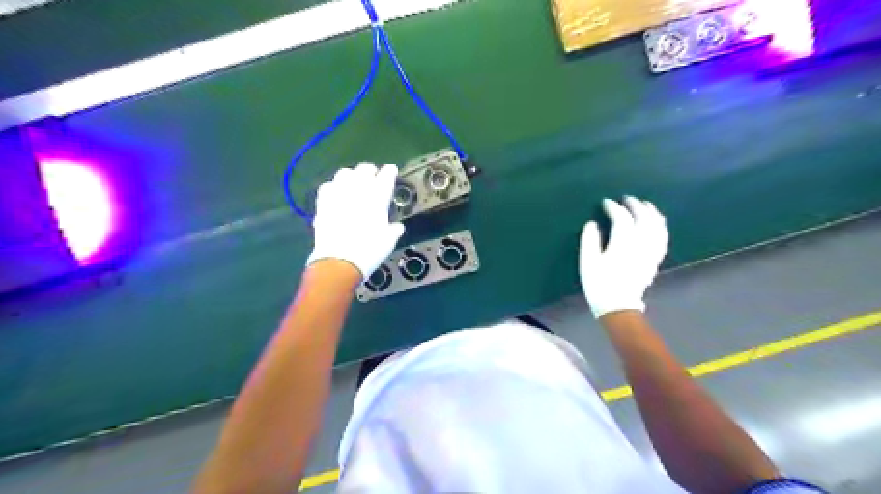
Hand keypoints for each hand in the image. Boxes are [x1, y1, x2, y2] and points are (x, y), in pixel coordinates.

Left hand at [307, 161, 405, 278]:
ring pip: (344, 173)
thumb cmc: (369, 251)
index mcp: (378, 198)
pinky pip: (328, 186)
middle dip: (370, 171)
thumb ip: (393, 230)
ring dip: (351, 175)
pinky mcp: (323, 202)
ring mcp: (339, 194)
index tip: (391, 170)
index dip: (389, 172)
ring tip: (353, 183)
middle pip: (364, 169)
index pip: (386, 176)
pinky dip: (334, 187)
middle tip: (373, 177)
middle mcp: (358, 190)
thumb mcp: (388, 241)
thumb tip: (397, 227)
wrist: (339, 261)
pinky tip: (336, 193)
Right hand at [579, 196, 668, 320]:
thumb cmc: (599, 283)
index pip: (622, 218)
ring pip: (657, 226)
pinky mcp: (654, 259)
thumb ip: (589, 240)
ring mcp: (650, 252)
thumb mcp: (588, 262)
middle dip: (635, 205)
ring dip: (651, 213)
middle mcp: (641, 244)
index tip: (606, 202)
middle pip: (643, 218)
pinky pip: (662, 238)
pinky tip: (657, 222)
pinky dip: (660, 226)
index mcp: (623, 243)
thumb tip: (592, 223)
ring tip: (645, 205)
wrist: (618, 306)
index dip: (614, 207)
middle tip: (626, 199)